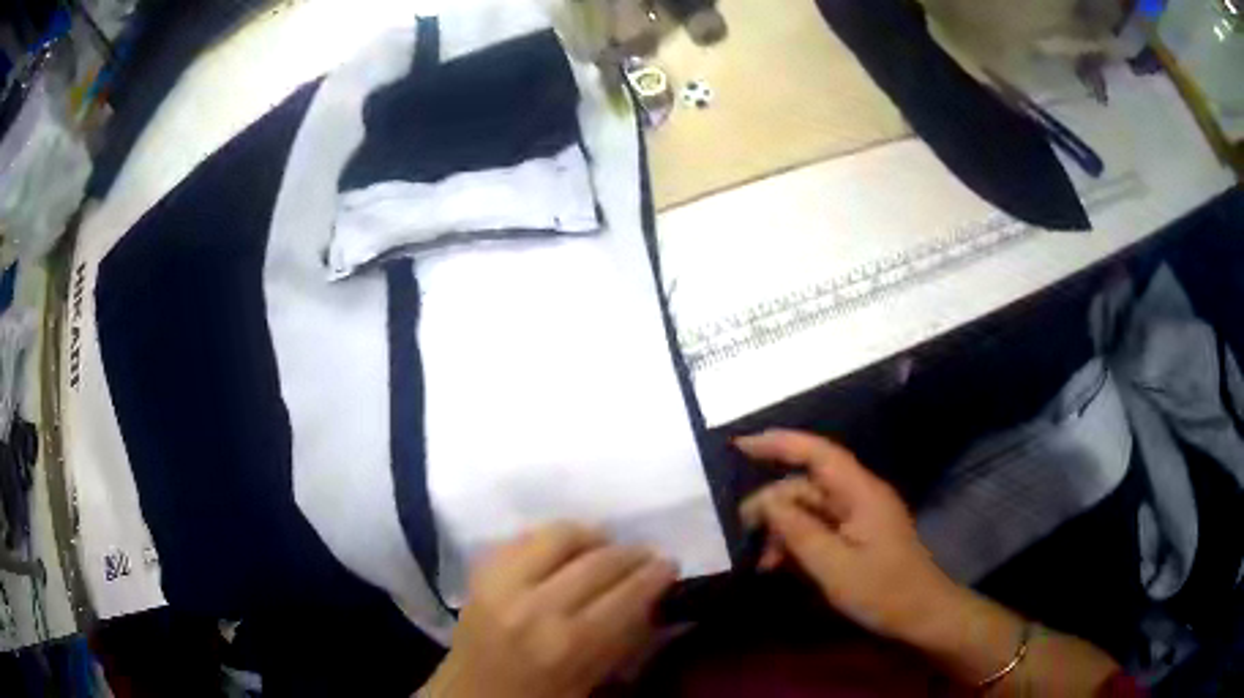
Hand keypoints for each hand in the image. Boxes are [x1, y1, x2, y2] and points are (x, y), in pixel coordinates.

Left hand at [423, 523, 676, 697]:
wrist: (469, 695)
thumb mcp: (590, 682)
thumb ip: (621, 639)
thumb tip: (651, 599)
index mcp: (567, 644)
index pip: (625, 595)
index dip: (654, 575)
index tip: (670, 564)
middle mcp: (535, 606)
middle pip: (597, 561)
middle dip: (630, 553)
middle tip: (646, 555)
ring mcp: (502, 583)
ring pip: (558, 535)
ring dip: (591, 537)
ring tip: (606, 546)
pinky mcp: (480, 572)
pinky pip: (523, 536)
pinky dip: (551, 538)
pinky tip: (565, 550)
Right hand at [737, 429, 963, 643]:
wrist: (924, 614)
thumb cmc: (884, 591)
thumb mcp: (835, 567)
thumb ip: (799, 532)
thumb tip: (767, 502)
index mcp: (860, 493)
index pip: (817, 452)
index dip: (778, 443)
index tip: (739, 446)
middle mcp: (859, 495)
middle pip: (807, 484)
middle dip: (772, 505)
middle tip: (742, 535)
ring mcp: (860, 516)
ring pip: (810, 508)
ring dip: (782, 530)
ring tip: (761, 562)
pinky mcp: (859, 535)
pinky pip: (819, 527)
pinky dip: (797, 542)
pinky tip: (778, 565)